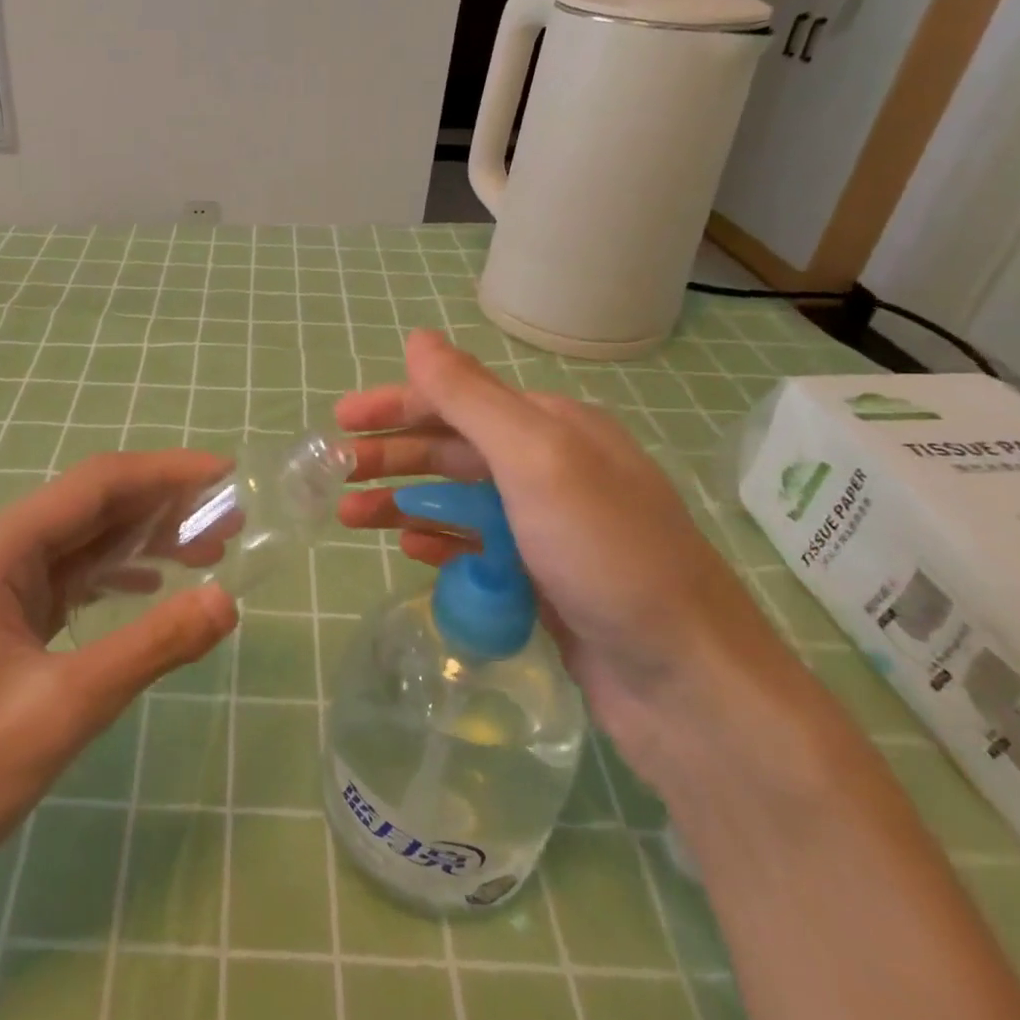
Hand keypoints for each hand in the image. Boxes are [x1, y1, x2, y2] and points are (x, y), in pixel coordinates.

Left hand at [0, 450, 239, 897]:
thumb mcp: (66, 708)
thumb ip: (152, 646)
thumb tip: (227, 601)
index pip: (97, 485)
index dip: (167, 473)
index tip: (226, 475)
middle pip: (92, 506)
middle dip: (163, 507)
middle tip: (232, 522)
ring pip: (83, 540)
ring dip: (144, 539)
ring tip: (209, 550)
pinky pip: (68, 576)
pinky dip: (115, 573)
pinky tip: (153, 583)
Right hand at [337, 331, 802, 773]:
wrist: (687, 682)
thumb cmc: (605, 554)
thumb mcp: (534, 460)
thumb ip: (471, 397)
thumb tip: (418, 338)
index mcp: (553, 428)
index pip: (459, 399)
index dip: (396, 405)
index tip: (341, 421)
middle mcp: (552, 468)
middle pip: (453, 448)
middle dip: (391, 455)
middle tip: (333, 472)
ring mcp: (549, 526)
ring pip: (459, 500)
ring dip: (403, 501)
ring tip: (350, 515)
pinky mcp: (544, 578)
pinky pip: (477, 547)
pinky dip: (440, 542)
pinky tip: (409, 551)